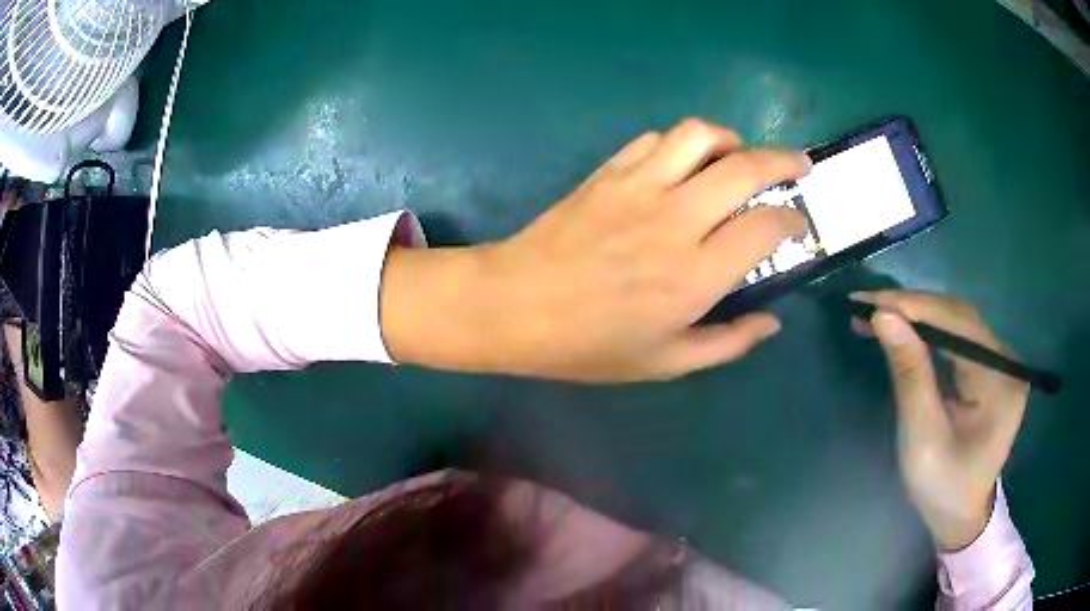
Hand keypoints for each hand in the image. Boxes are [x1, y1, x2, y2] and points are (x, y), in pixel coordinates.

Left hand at [382, 119, 811, 380]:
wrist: (514, 306)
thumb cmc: (588, 345)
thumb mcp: (665, 363)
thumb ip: (728, 343)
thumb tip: (772, 322)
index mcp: (696, 273)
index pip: (766, 227)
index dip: (792, 220)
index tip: (799, 224)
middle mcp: (677, 219)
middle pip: (745, 167)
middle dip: (783, 160)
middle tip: (799, 165)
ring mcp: (640, 186)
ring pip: (700, 135)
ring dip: (732, 138)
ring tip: (741, 155)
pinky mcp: (609, 172)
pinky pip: (655, 140)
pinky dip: (682, 143)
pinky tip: (684, 163)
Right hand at [851, 291, 1029, 551]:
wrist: (961, 514)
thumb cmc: (941, 487)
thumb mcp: (921, 438)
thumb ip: (909, 374)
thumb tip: (883, 317)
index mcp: (999, 382)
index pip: (958, 324)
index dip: (914, 308)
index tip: (869, 303)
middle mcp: (1007, 361)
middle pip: (959, 316)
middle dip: (913, 307)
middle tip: (866, 306)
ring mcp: (1002, 361)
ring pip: (958, 321)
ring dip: (918, 314)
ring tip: (878, 313)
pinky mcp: (992, 366)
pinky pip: (959, 336)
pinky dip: (929, 329)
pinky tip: (905, 329)